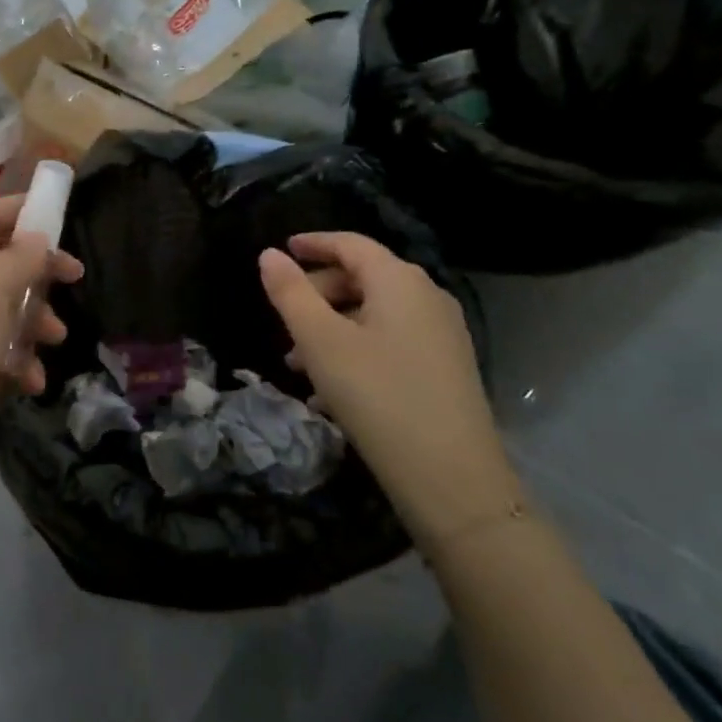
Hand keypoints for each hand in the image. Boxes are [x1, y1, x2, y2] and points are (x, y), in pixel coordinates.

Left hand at [0, 194, 81, 525]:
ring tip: (55, 343)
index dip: (21, 209)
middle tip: (73, 285)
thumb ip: (20, 257)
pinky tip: (29, 385)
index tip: (61, 219)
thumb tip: (36, 236)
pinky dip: (15, 365)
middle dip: (38, 275)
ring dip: (32, 324)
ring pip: (0, 313)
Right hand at [258, 232, 515, 540]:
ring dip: (332, 328)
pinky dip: (356, 351)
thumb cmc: (377, 396)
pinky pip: (391, 342)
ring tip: (297, 364)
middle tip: (283, 320)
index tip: (283, 249)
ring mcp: (442, 334)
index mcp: (399, 281)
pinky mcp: (446, 368)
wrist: (452, 478)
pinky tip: (330, 391)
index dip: (313, 243)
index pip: (351, 244)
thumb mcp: (320, 342)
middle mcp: (427, 297)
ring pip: (374, 315)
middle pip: (363, 278)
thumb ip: (291, 293)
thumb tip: (270, 255)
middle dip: (317, 294)